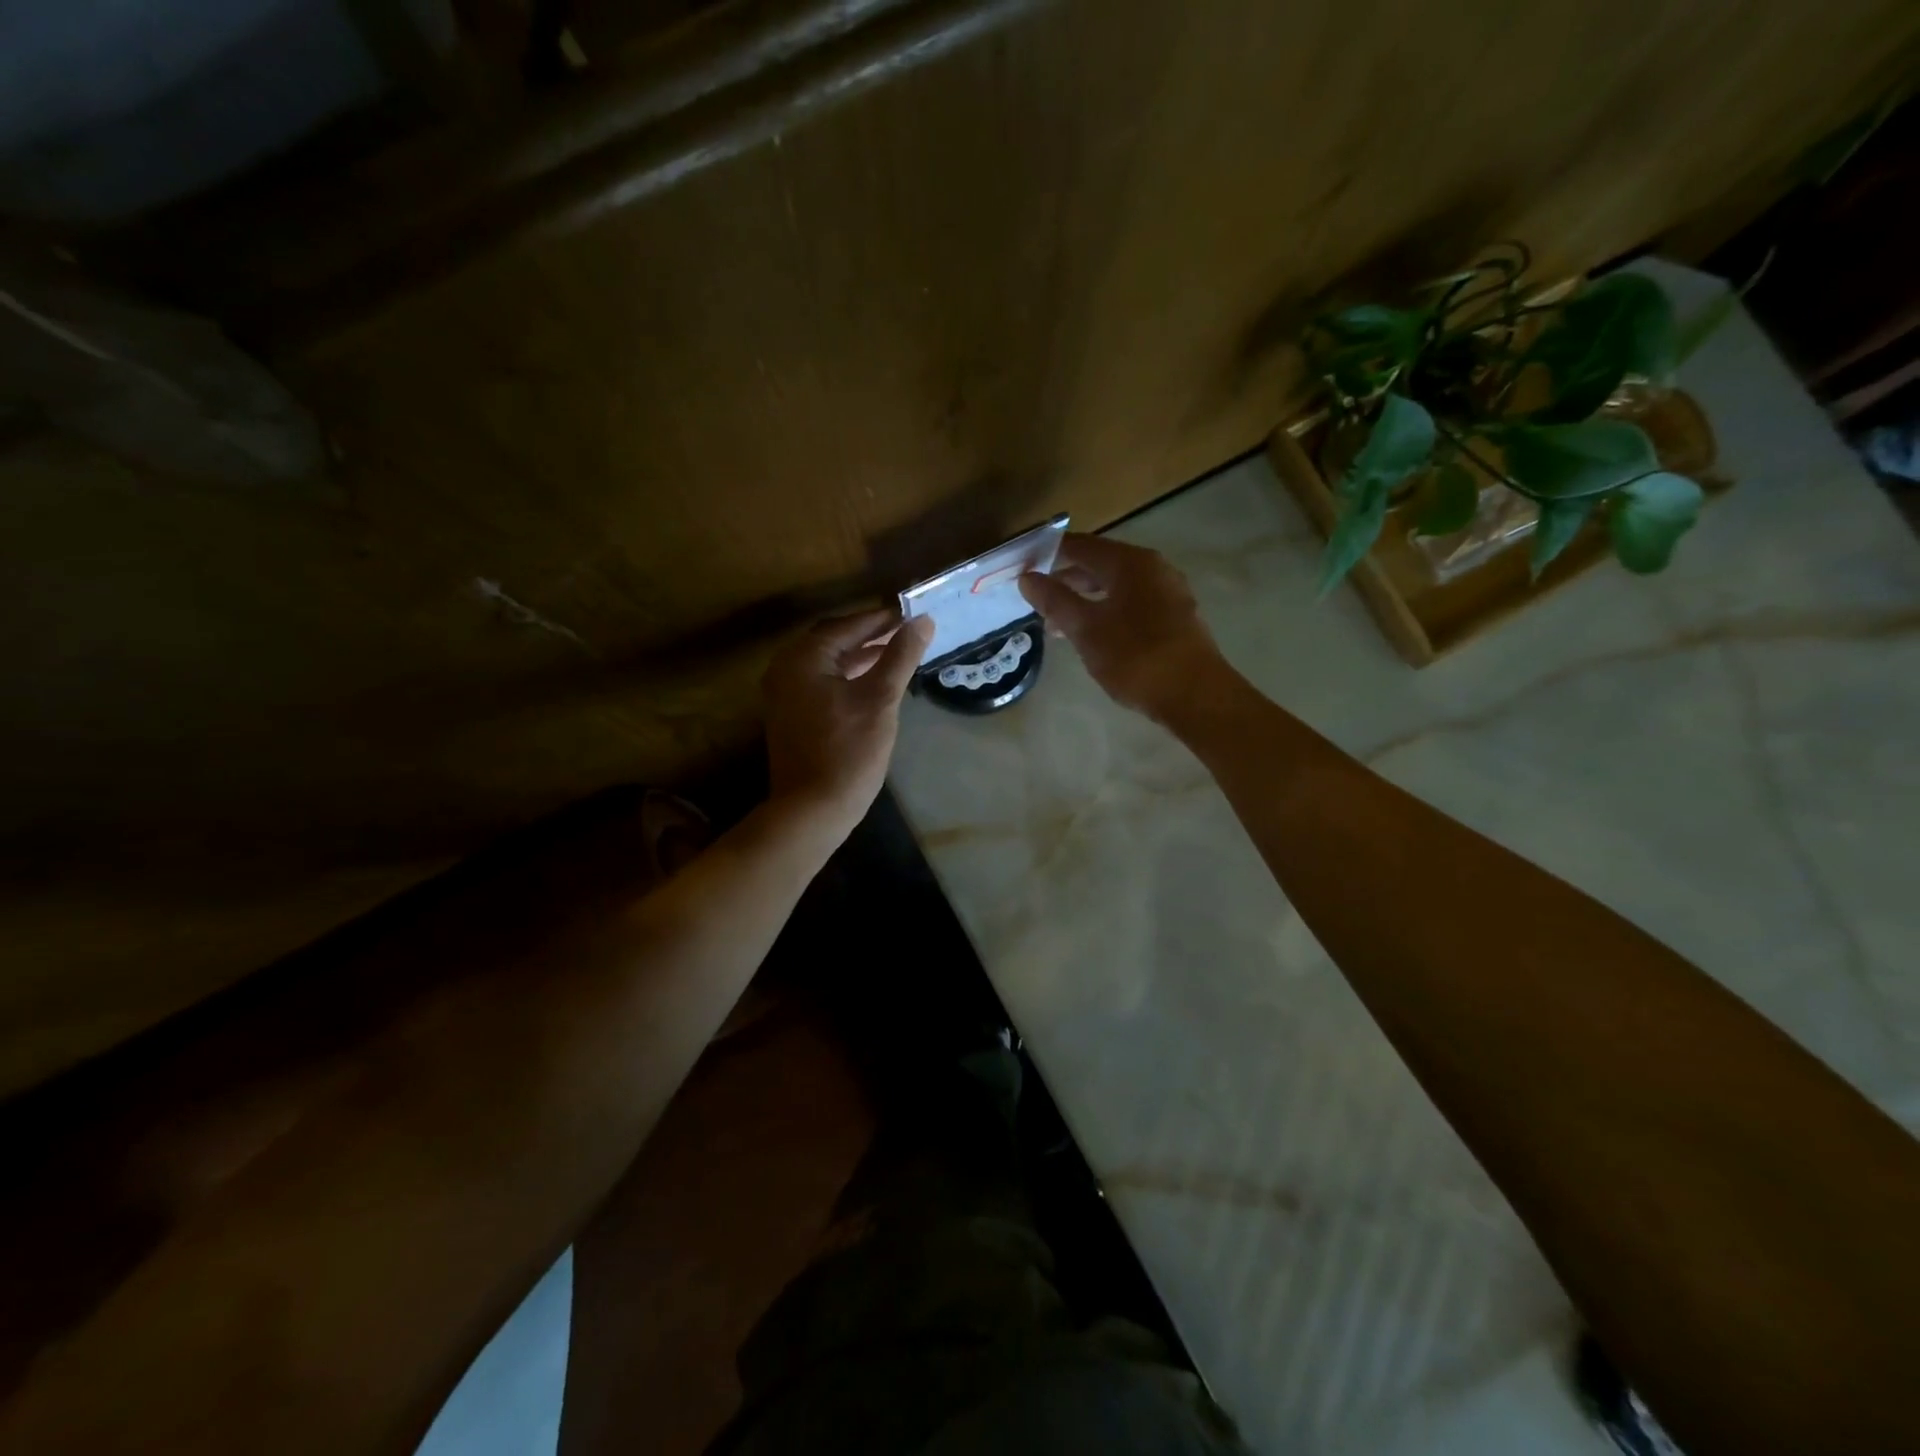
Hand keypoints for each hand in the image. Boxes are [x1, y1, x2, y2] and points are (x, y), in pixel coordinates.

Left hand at [763, 607, 934, 842]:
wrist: (811, 810)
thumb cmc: (848, 751)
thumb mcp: (880, 699)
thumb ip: (900, 656)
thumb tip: (922, 621)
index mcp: (803, 658)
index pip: (847, 625)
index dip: (882, 618)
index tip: (912, 613)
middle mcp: (786, 668)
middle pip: (833, 639)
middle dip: (870, 634)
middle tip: (906, 630)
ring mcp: (784, 693)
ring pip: (828, 662)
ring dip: (860, 655)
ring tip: (897, 652)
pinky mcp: (791, 714)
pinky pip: (821, 681)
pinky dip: (847, 675)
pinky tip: (873, 681)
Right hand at [1019, 534, 1226, 722]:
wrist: (1195, 695)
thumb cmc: (1135, 656)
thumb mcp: (1086, 629)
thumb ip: (1055, 600)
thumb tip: (1027, 577)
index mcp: (1130, 562)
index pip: (1080, 545)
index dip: (1049, 553)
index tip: (1021, 566)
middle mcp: (1153, 568)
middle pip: (1100, 564)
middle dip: (1065, 580)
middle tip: (1035, 597)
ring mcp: (1168, 593)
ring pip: (1116, 588)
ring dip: (1085, 600)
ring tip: (1056, 624)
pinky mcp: (1175, 618)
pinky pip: (1131, 605)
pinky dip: (1106, 612)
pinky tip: (1091, 636)